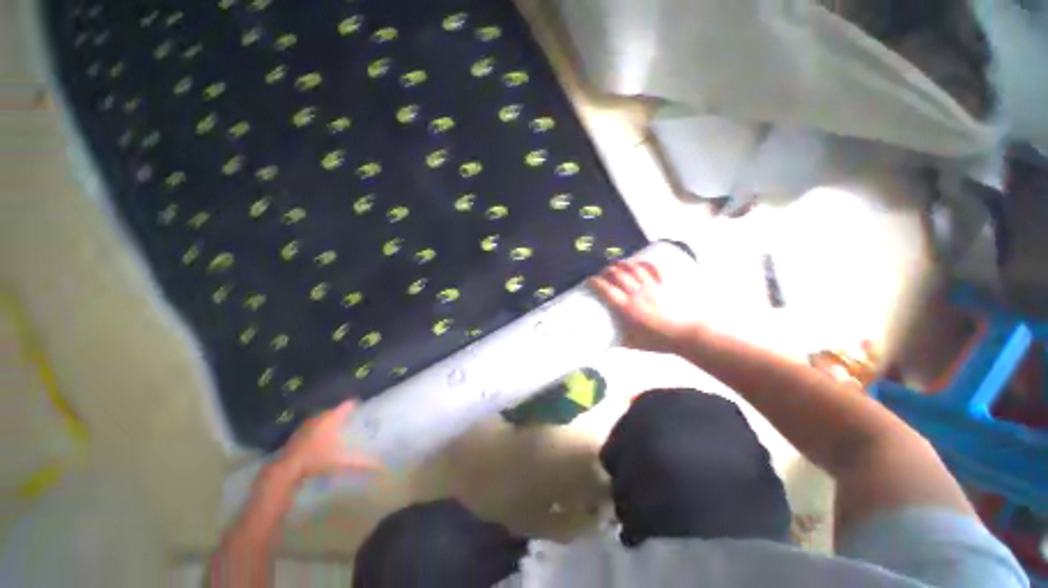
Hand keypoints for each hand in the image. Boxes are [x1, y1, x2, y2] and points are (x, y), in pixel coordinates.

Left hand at [276, 401, 381, 481]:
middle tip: (354, 419)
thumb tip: (383, 466)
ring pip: (324, 417)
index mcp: (332, 417)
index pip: (348, 404)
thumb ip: (363, 463)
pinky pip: (314, 425)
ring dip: (331, 420)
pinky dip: (320, 428)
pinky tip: (323, 438)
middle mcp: (320, 416)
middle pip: (336, 410)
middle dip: (344, 413)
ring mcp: (308, 423)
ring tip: (340, 427)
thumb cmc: (317, 459)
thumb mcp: (343, 462)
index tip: (364, 407)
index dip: (357, 404)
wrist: (286, 468)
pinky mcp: (298, 432)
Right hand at [589, 260, 688, 353]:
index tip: (590, 281)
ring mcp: (650, 287)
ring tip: (617, 264)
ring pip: (633, 268)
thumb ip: (618, 340)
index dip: (595, 282)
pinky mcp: (662, 286)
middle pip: (618, 274)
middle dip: (607, 270)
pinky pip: (652, 269)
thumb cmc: (656, 340)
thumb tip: (607, 340)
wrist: (683, 335)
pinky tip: (639, 263)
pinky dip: (644, 264)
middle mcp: (636, 294)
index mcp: (626, 307)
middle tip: (602, 273)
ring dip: (622, 264)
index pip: (606, 289)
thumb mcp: (632, 343)